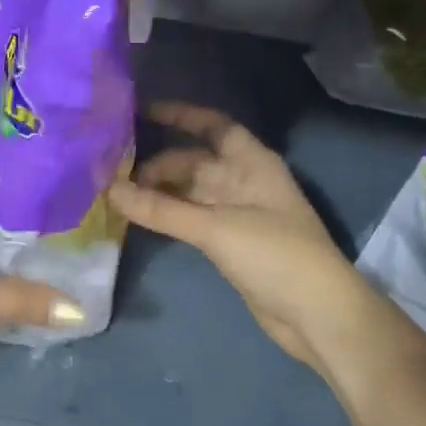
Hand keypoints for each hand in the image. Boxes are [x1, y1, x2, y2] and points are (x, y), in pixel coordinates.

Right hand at [109, 102, 368, 366]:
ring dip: (157, 191)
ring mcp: (235, 213)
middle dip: (156, 164)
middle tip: (112, 172)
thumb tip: (108, 189)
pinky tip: (137, 216)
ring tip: (115, 192)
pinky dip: (165, 215)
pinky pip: (189, 217)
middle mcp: (242, 181)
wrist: (317, 314)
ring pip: (188, 191)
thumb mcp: (216, 228)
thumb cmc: (275, 255)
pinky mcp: (228, 242)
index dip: (181, 115)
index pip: (214, 126)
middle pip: (193, 162)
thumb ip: (160, 209)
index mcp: (251, 163)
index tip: (141, 111)